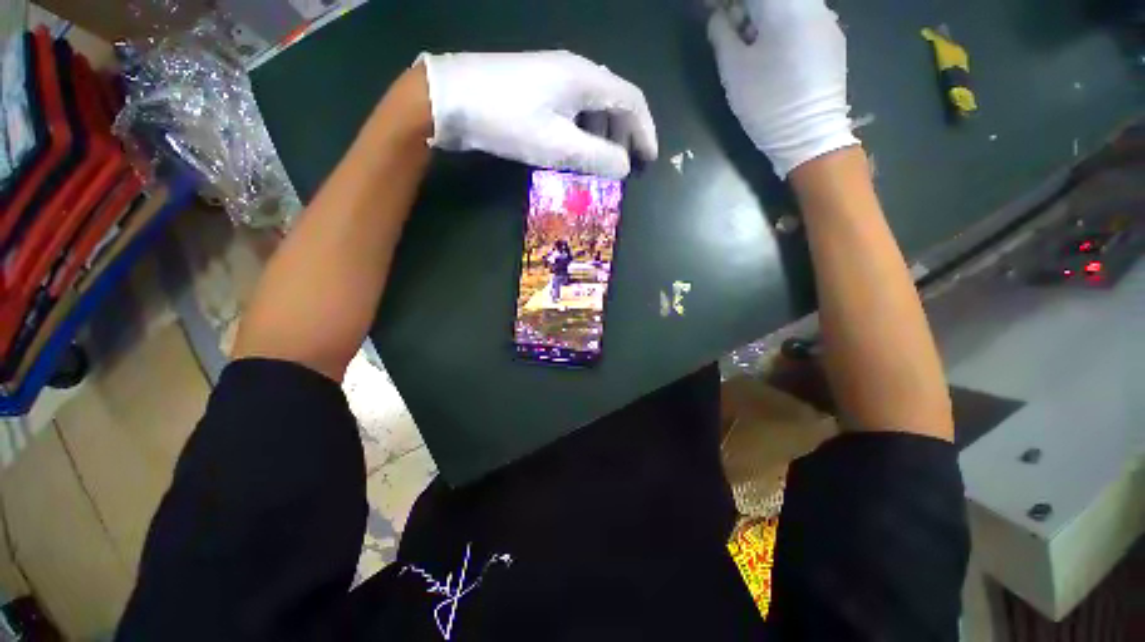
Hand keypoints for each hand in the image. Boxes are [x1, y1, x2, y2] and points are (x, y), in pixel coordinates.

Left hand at [418, 51, 657, 178]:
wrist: (451, 99)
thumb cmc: (508, 120)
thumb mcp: (557, 144)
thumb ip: (596, 157)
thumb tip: (625, 167)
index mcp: (585, 78)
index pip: (632, 101)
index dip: (645, 132)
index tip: (649, 160)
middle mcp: (574, 71)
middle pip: (614, 102)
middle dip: (624, 136)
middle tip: (623, 167)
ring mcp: (553, 78)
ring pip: (592, 107)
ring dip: (602, 136)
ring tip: (600, 164)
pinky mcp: (537, 90)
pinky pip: (572, 111)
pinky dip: (582, 132)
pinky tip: (575, 150)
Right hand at [708, 0, 857, 178]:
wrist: (810, 136)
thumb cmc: (767, 103)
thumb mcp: (733, 71)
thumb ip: (722, 35)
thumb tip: (719, 17)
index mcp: (784, 6)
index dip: (728, 3)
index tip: (713, 12)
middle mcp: (811, 4)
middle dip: (745, 9)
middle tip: (728, 29)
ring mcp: (826, 20)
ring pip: (789, 6)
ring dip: (764, 17)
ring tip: (749, 44)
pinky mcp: (832, 39)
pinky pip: (803, 18)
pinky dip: (782, 25)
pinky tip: (773, 51)